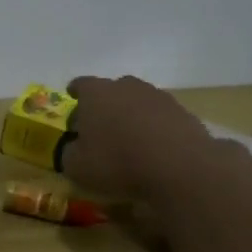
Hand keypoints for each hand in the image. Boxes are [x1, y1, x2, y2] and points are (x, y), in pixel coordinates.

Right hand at [62, 75, 217, 198]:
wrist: (179, 167)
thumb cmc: (116, 161)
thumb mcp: (76, 166)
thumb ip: (68, 152)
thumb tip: (73, 147)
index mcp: (96, 94)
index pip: (80, 84)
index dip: (75, 93)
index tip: (72, 100)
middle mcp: (127, 87)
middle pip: (112, 90)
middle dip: (104, 105)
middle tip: (99, 126)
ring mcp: (158, 97)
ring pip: (137, 102)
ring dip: (130, 115)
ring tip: (127, 139)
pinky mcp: (183, 112)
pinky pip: (159, 117)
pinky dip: (153, 128)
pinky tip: (152, 148)